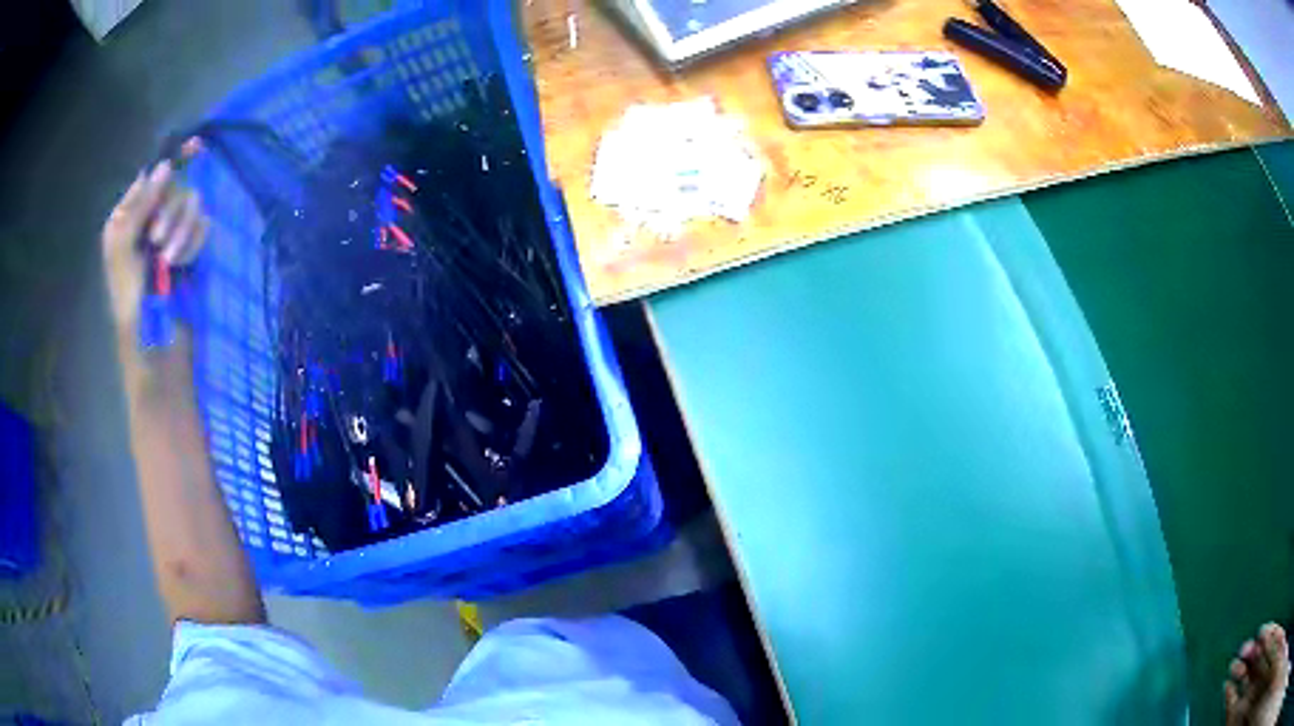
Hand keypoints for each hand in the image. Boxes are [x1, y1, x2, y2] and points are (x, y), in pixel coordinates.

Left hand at [102, 150, 209, 336]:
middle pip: (175, 187)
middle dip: (169, 212)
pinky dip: (193, 244)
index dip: (174, 160)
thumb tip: (166, 166)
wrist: (154, 344)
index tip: (197, 147)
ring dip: (181, 232)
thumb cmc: (129, 302)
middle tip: (156, 241)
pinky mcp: (191, 249)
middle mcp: (150, 219)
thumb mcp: (124, 251)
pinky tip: (182, 265)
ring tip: (170, 262)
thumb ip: (140, 207)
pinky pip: (202, 227)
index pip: (153, 176)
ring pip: (192, 205)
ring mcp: (172, 234)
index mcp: (128, 217)